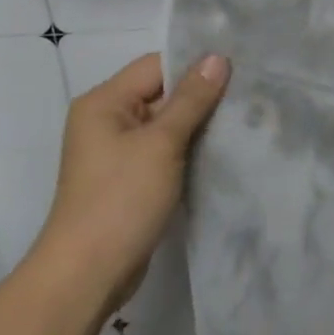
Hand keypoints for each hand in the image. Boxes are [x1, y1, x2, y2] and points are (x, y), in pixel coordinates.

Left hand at [34, 53, 229, 307]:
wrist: (87, 276)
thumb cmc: (121, 200)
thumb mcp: (161, 144)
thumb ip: (192, 99)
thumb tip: (218, 58)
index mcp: (104, 101)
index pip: (157, 65)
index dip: (195, 65)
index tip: (238, 69)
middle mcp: (106, 119)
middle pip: (162, 92)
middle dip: (201, 95)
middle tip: (247, 94)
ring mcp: (116, 151)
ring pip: (166, 123)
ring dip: (197, 124)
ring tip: (241, 119)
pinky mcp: (129, 178)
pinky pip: (163, 149)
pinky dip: (188, 148)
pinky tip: (220, 150)